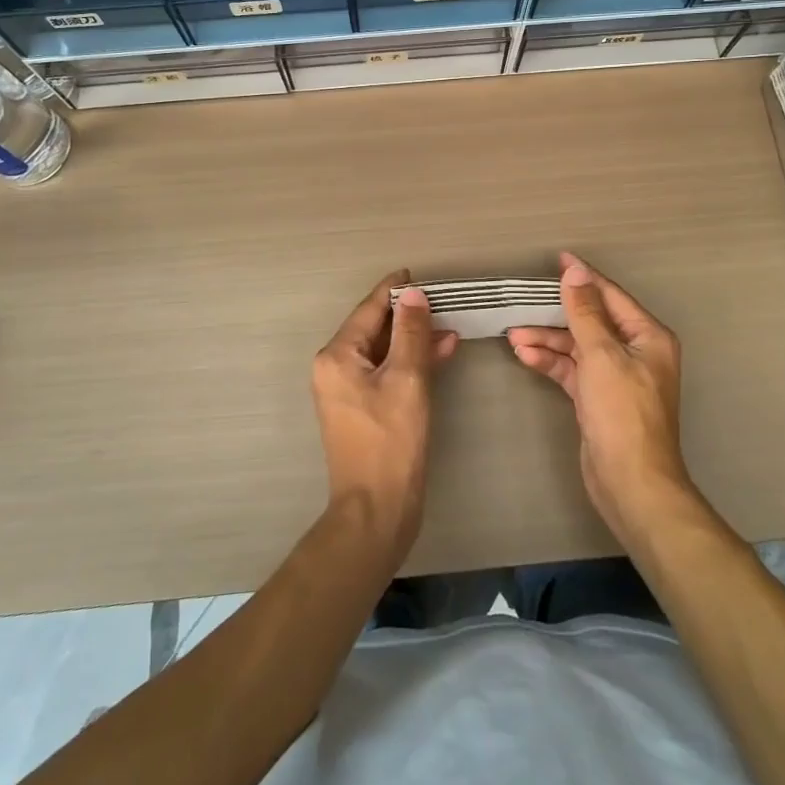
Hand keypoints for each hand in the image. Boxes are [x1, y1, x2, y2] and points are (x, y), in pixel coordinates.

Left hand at [311, 271, 458, 569]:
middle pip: (374, 328)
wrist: (377, 511)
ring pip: (383, 351)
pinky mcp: (362, 409)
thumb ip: (411, 332)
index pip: (368, 309)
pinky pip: (386, 372)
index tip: (416, 274)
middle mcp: (335, 368)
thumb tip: (413, 293)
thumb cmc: (391, 442)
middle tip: (441, 301)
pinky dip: (410, 362)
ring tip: (449, 327)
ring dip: (413, 339)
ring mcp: (347, 390)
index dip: (393, 290)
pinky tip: (439, 354)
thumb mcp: (407, 379)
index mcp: (337, 356)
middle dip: (408, 315)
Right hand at [508, 253, 692, 540]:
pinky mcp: (599, 399)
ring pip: (578, 346)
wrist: (630, 483)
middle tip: (524, 300)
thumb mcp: (601, 355)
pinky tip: (524, 355)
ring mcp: (617, 377)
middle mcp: (635, 352)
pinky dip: (551, 362)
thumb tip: (576, 272)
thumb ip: (585, 312)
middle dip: (557, 314)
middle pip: (592, 321)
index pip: (610, 296)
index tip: (557, 259)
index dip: (583, 278)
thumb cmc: (622, 412)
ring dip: (548, 339)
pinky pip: (572, 370)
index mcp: (648, 337)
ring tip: (513, 334)